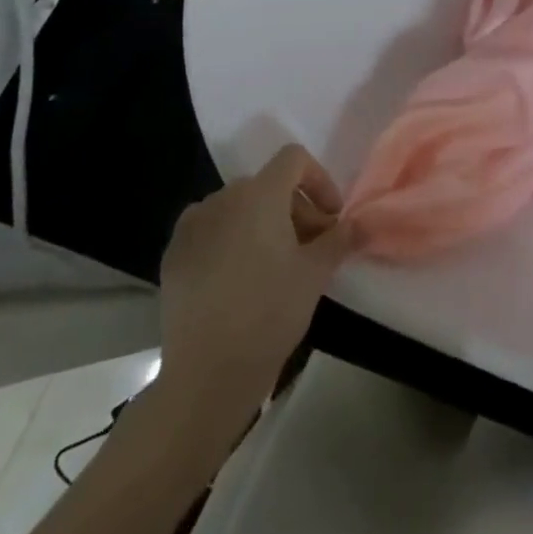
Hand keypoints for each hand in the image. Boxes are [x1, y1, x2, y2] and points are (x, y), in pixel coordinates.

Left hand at [157, 145, 353, 403]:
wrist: (206, 374)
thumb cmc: (270, 312)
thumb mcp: (316, 273)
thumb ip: (340, 238)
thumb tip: (359, 224)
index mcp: (259, 194)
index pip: (294, 159)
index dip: (319, 180)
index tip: (331, 218)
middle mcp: (223, 198)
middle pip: (267, 185)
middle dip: (294, 208)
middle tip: (310, 246)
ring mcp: (192, 226)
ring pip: (237, 207)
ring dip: (262, 222)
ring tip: (274, 263)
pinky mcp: (173, 255)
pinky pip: (210, 230)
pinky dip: (230, 239)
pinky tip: (238, 278)